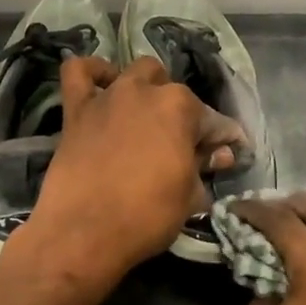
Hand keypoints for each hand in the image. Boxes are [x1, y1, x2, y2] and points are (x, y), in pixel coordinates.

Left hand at [14, 55, 243, 285]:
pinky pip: (78, 72)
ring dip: (149, 88)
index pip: (214, 121)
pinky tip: (102, 84)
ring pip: (137, 73)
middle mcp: (146, 91)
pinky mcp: (77, 109)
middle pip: (175, 94)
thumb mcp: (190, 197)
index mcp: (181, 108)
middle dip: (185, 115)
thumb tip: (218, 154)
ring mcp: (109, 96)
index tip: (228, 154)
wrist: (83, 232)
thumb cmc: (147, 216)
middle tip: (183, 146)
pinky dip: (93, 72)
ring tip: (148, 115)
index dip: (225, 140)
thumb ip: (204, 167)